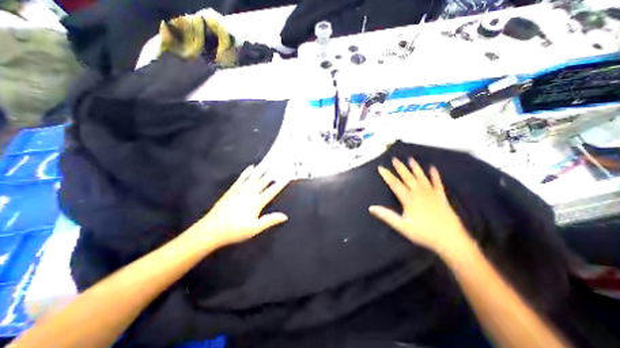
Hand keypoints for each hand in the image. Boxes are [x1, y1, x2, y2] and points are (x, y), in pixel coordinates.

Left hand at [187, 165, 292, 249]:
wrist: (211, 229)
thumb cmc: (235, 230)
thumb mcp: (254, 228)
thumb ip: (270, 220)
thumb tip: (285, 216)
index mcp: (256, 202)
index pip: (272, 190)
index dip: (281, 183)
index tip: (288, 176)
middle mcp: (250, 193)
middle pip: (264, 181)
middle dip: (273, 172)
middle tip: (279, 163)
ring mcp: (240, 190)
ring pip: (254, 177)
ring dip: (262, 169)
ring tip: (268, 162)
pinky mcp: (232, 190)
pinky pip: (241, 178)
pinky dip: (247, 172)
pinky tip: (251, 167)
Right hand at [367, 159, 469, 254]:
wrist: (450, 240)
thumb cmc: (424, 234)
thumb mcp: (402, 227)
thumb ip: (387, 216)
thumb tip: (371, 208)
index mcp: (409, 199)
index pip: (395, 184)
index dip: (387, 175)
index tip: (381, 168)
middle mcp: (419, 193)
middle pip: (408, 177)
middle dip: (400, 168)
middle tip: (394, 159)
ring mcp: (431, 193)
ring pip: (421, 177)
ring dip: (415, 168)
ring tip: (410, 159)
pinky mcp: (441, 196)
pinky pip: (437, 183)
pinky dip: (435, 175)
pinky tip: (433, 168)